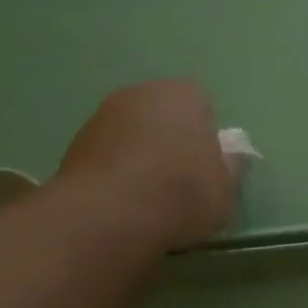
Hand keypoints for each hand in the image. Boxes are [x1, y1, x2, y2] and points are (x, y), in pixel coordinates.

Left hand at [57, 79, 236, 249]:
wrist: (112, 214)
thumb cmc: (182, 195)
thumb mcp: (226, 189)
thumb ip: (231, 166)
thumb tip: (232, 154)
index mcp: (183, 94)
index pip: (201, 106)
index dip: (204, 139)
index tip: (204, 171)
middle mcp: (140, 93)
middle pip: (161, 115)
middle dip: (168, 142)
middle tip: (177, 185)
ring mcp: (102, 116)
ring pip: (131, 134)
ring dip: (138, 157)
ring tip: (146, 199)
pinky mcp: (75, 144)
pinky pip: (106, 156)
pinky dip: (114, 173)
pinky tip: (120, 204)